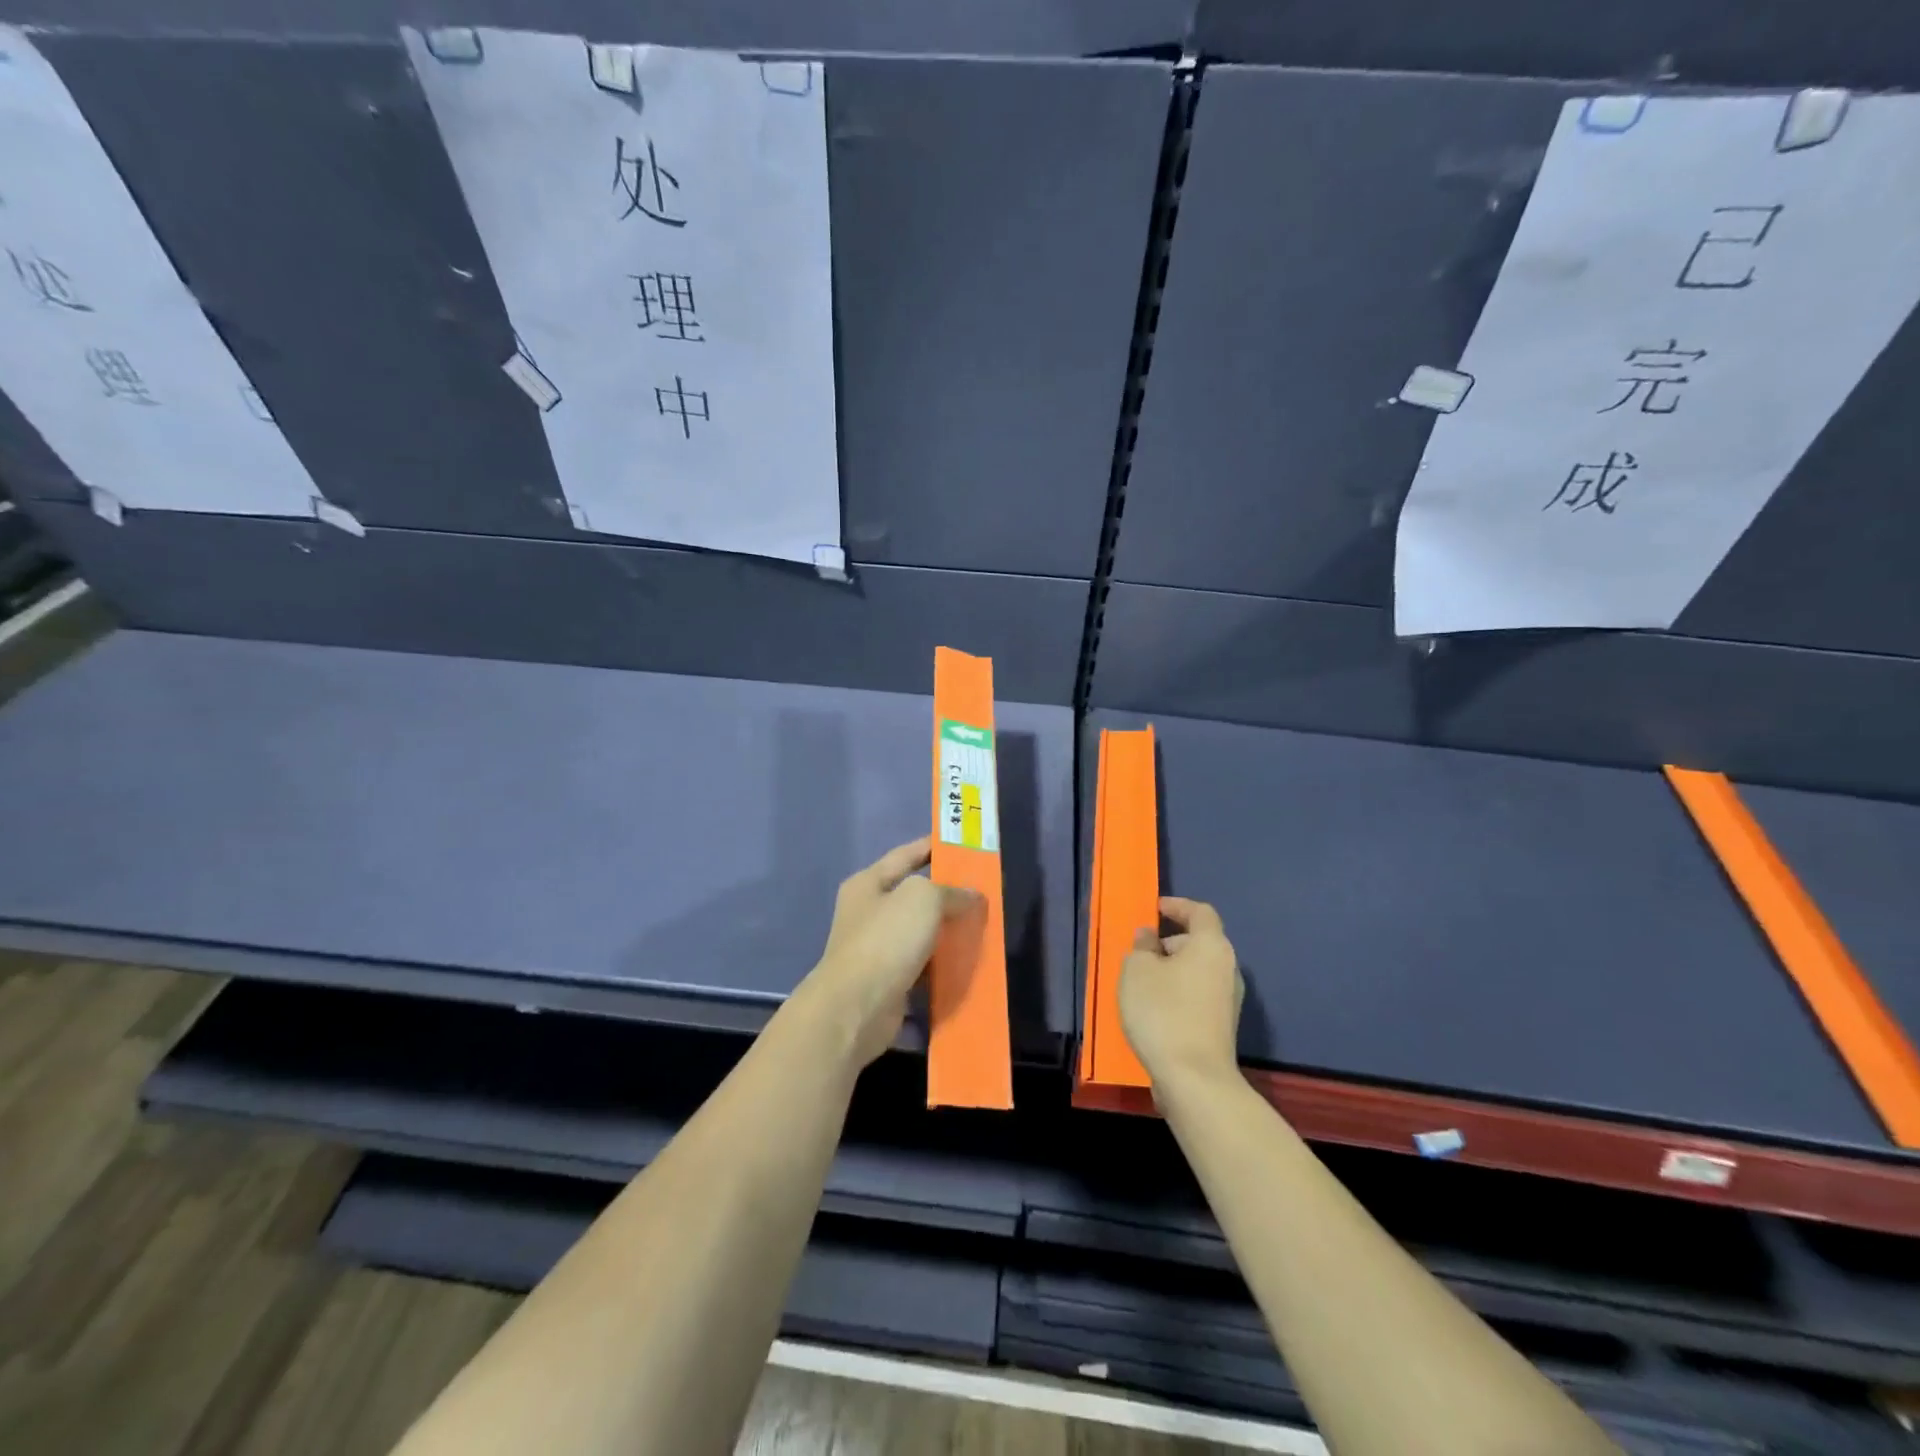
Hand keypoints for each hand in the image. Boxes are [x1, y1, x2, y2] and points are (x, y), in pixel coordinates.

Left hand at [792, 836, 980, 1069]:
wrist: (857, 1008)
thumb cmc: (886, 940)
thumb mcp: (923, 899)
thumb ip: (950, 891)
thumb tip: (971, 896)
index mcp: (868, 884)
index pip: (905, 855)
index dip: (931, 847)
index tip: (961, 845)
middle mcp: (869, 913)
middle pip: (914, 895)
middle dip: (947, 894)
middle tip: (983, 891)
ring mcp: (876, 948)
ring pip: (921, 932)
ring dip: (948, 932)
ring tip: (982, 926)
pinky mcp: (888, 981)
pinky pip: (923, 965)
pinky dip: (943, 964)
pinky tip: (968, 962)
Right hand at [1119, 896, 1243, 1097]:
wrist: (1195, 1079)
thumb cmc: (1163, 1012)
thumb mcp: (1137, 970)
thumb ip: (1141, 946)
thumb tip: (1149, 937)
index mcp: (1211, 946)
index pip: (1200, 912)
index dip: (1178, 906)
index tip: (1155, 908)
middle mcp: (1228, 968)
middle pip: (1201, 942)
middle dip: (1171, 941)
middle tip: (1142, 950)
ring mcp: (1229, 1000)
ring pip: (1199, 970)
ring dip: (1174, 969)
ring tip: (1144, 981)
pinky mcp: (1223, 1026)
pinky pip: (1199, 994)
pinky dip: (1180, 991)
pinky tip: (1156, 1008)